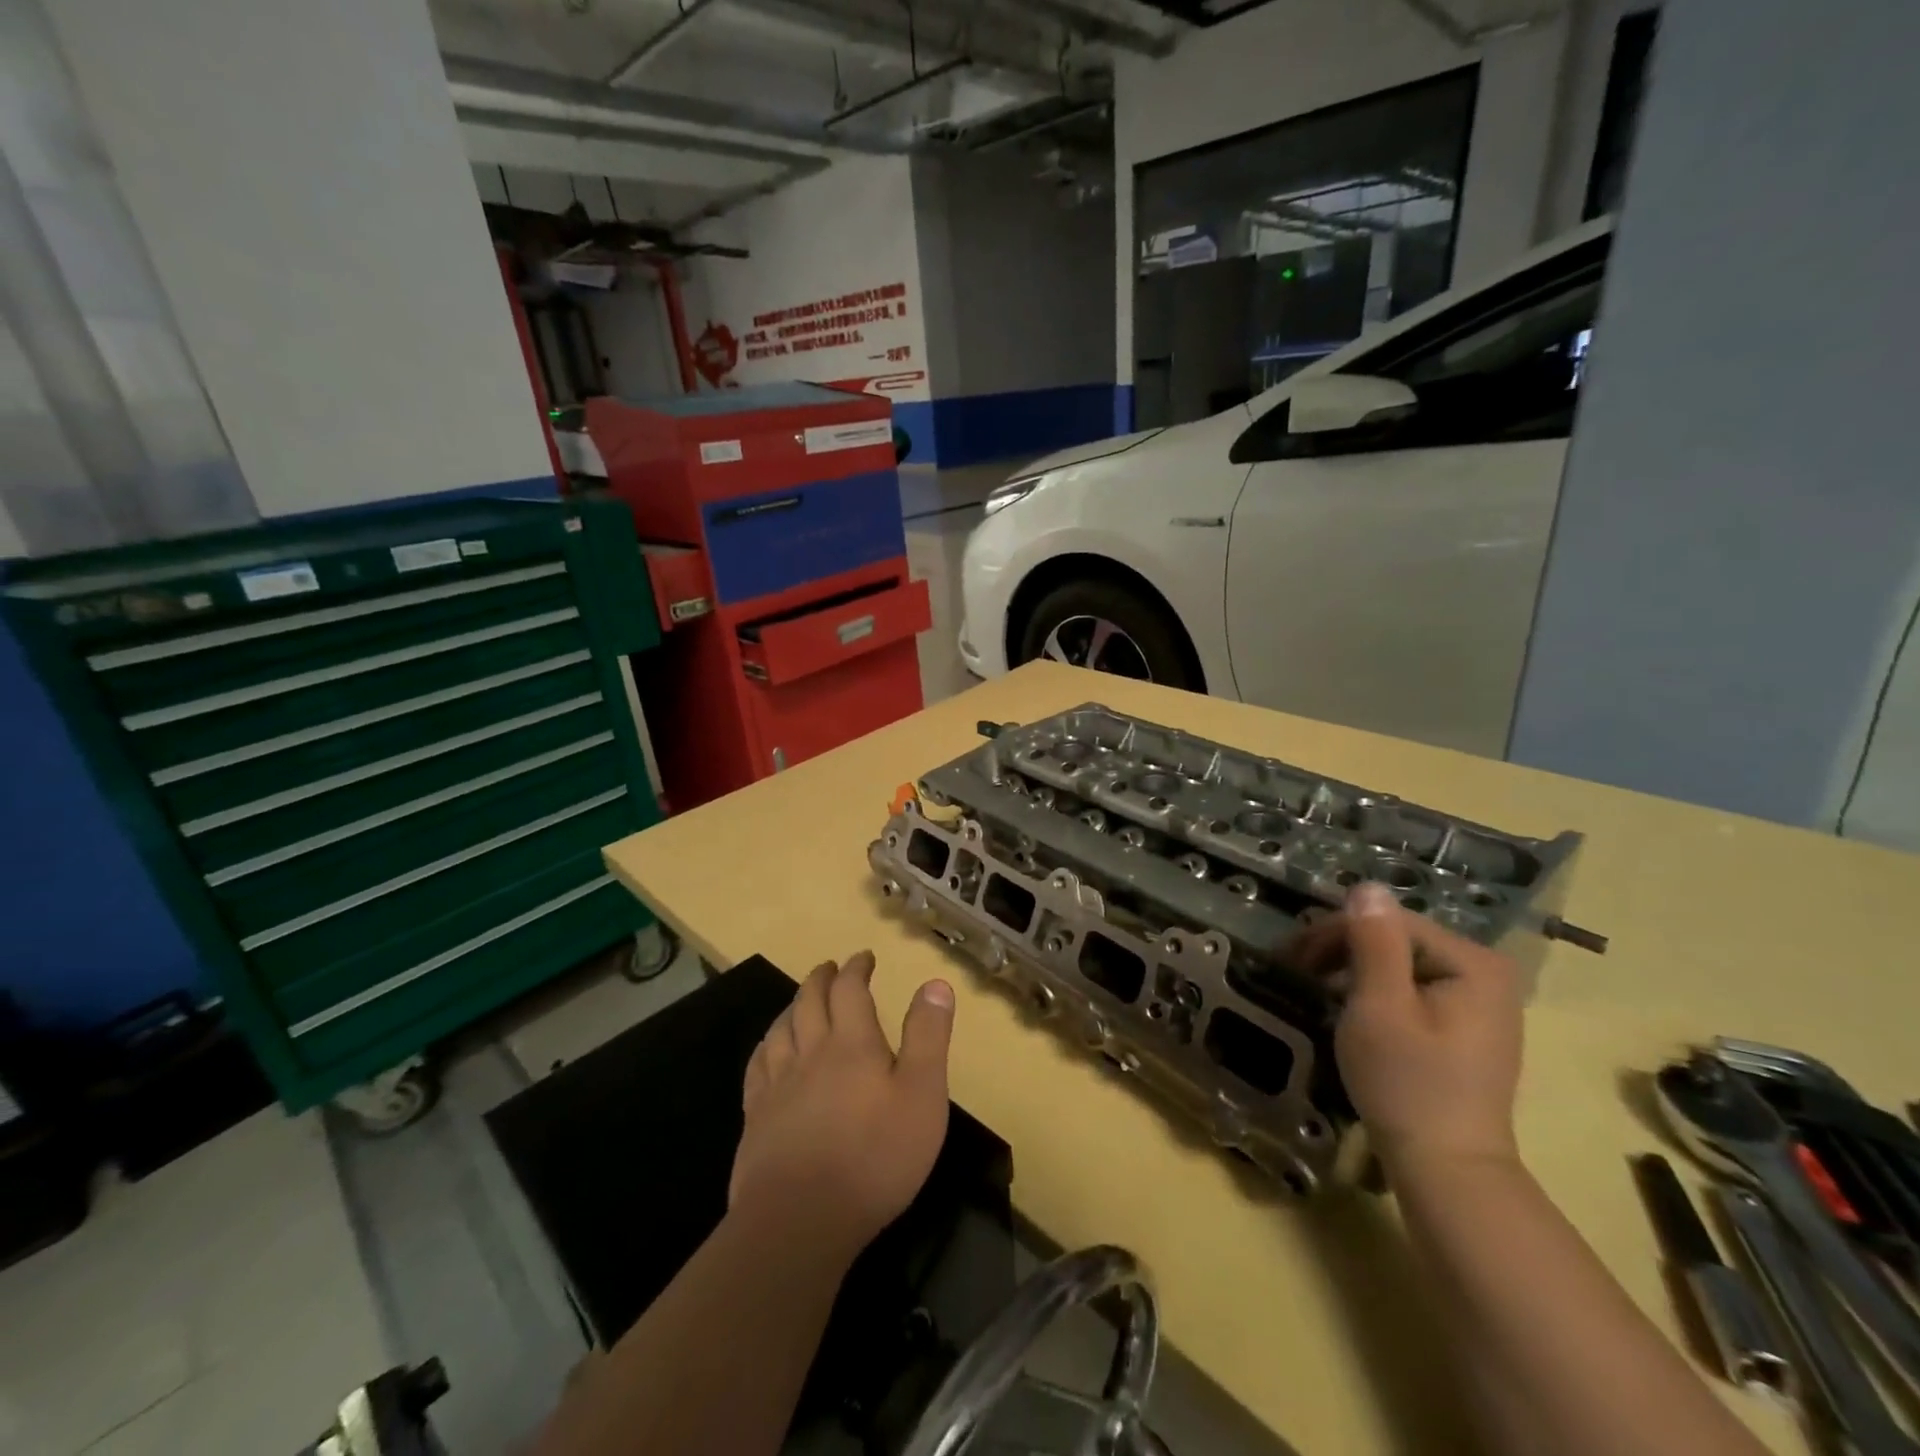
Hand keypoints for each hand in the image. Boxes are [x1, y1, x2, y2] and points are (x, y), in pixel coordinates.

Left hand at [730, 951, 954, 1256]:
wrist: (801, 1219)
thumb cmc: (874, 1157)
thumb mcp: (922, 1095)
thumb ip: (929, 1037)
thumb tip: (935, 982)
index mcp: (852, 1043)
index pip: (850, 990)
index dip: (856, 968)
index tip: (863, 957)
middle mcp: (811, 1052)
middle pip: (810, 1001)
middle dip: (822, 978)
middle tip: (830, 968)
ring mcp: (778, 1084)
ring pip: (781, 1028)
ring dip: (793, 1005)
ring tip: (801, 1000)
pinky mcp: (756, 1117)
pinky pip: (758, 1065)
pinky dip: (767, 1045)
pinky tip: (769, 1049)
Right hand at [1296, 883, 1524, 1172]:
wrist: (1447, 1169)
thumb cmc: (1408, 1083)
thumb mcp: (1380, 1007)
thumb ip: (1374, 943)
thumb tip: (1367, 886)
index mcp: (1473, 963)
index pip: (1390, 922)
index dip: (1335, 932)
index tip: (1292, 957)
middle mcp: (1486, 973)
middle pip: (1397, 939)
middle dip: (1343, 950)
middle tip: (1297, 972)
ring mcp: (1481, 1002)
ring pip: (1401, 963)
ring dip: (1354, 970)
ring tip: (1316, 991)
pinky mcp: (1467, 1027)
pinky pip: (1413, 988)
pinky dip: (1376, 992)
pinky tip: (1351, 1009)